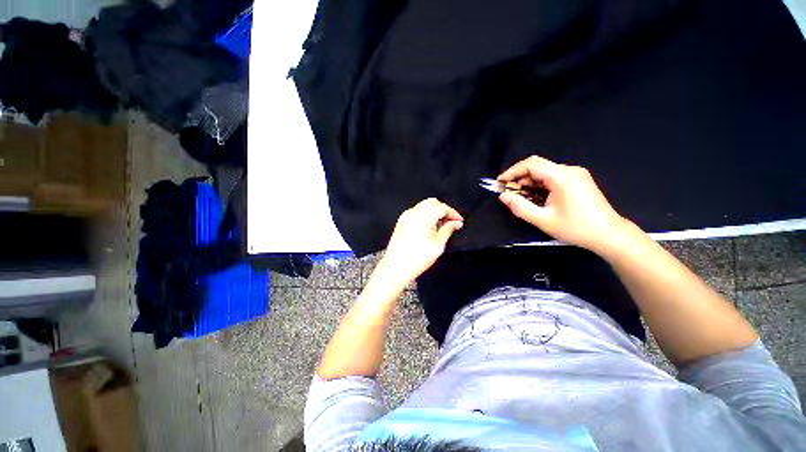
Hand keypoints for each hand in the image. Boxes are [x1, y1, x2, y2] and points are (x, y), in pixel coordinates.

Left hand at [377, 198, 463, 286]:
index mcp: (423, 216)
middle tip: (451, 221)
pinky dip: (425, 215)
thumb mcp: (438, 245)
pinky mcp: (401, 222)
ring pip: (424, 206)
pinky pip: (416, 212)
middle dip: (444, 210)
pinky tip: (429, 227)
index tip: (459, 220)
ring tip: (441, 225)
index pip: (442, 207)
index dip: (453, 213)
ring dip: (434, 211)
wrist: (396, 267)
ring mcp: (405, 217)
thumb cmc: (415, 259)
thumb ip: (448, 230)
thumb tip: (455, 223)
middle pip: (433, 202)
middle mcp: (413, 213)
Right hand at [497, 155, 631, 254]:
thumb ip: (519, 207)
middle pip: (538, 166)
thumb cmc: (575, 228)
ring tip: (519, 196)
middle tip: (507, 192)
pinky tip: (535, 196)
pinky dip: (540, 184)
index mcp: (562, 176)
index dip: (512, 171)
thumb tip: (503, 196)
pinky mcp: (578, 180)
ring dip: (529, 182)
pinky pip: (553, 177)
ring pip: (545, 172)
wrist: (608, 234)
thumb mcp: (542, 220)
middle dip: (519, 178)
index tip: (499, 182)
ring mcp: (576, 174)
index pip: (531, 164)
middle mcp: (569, 170)